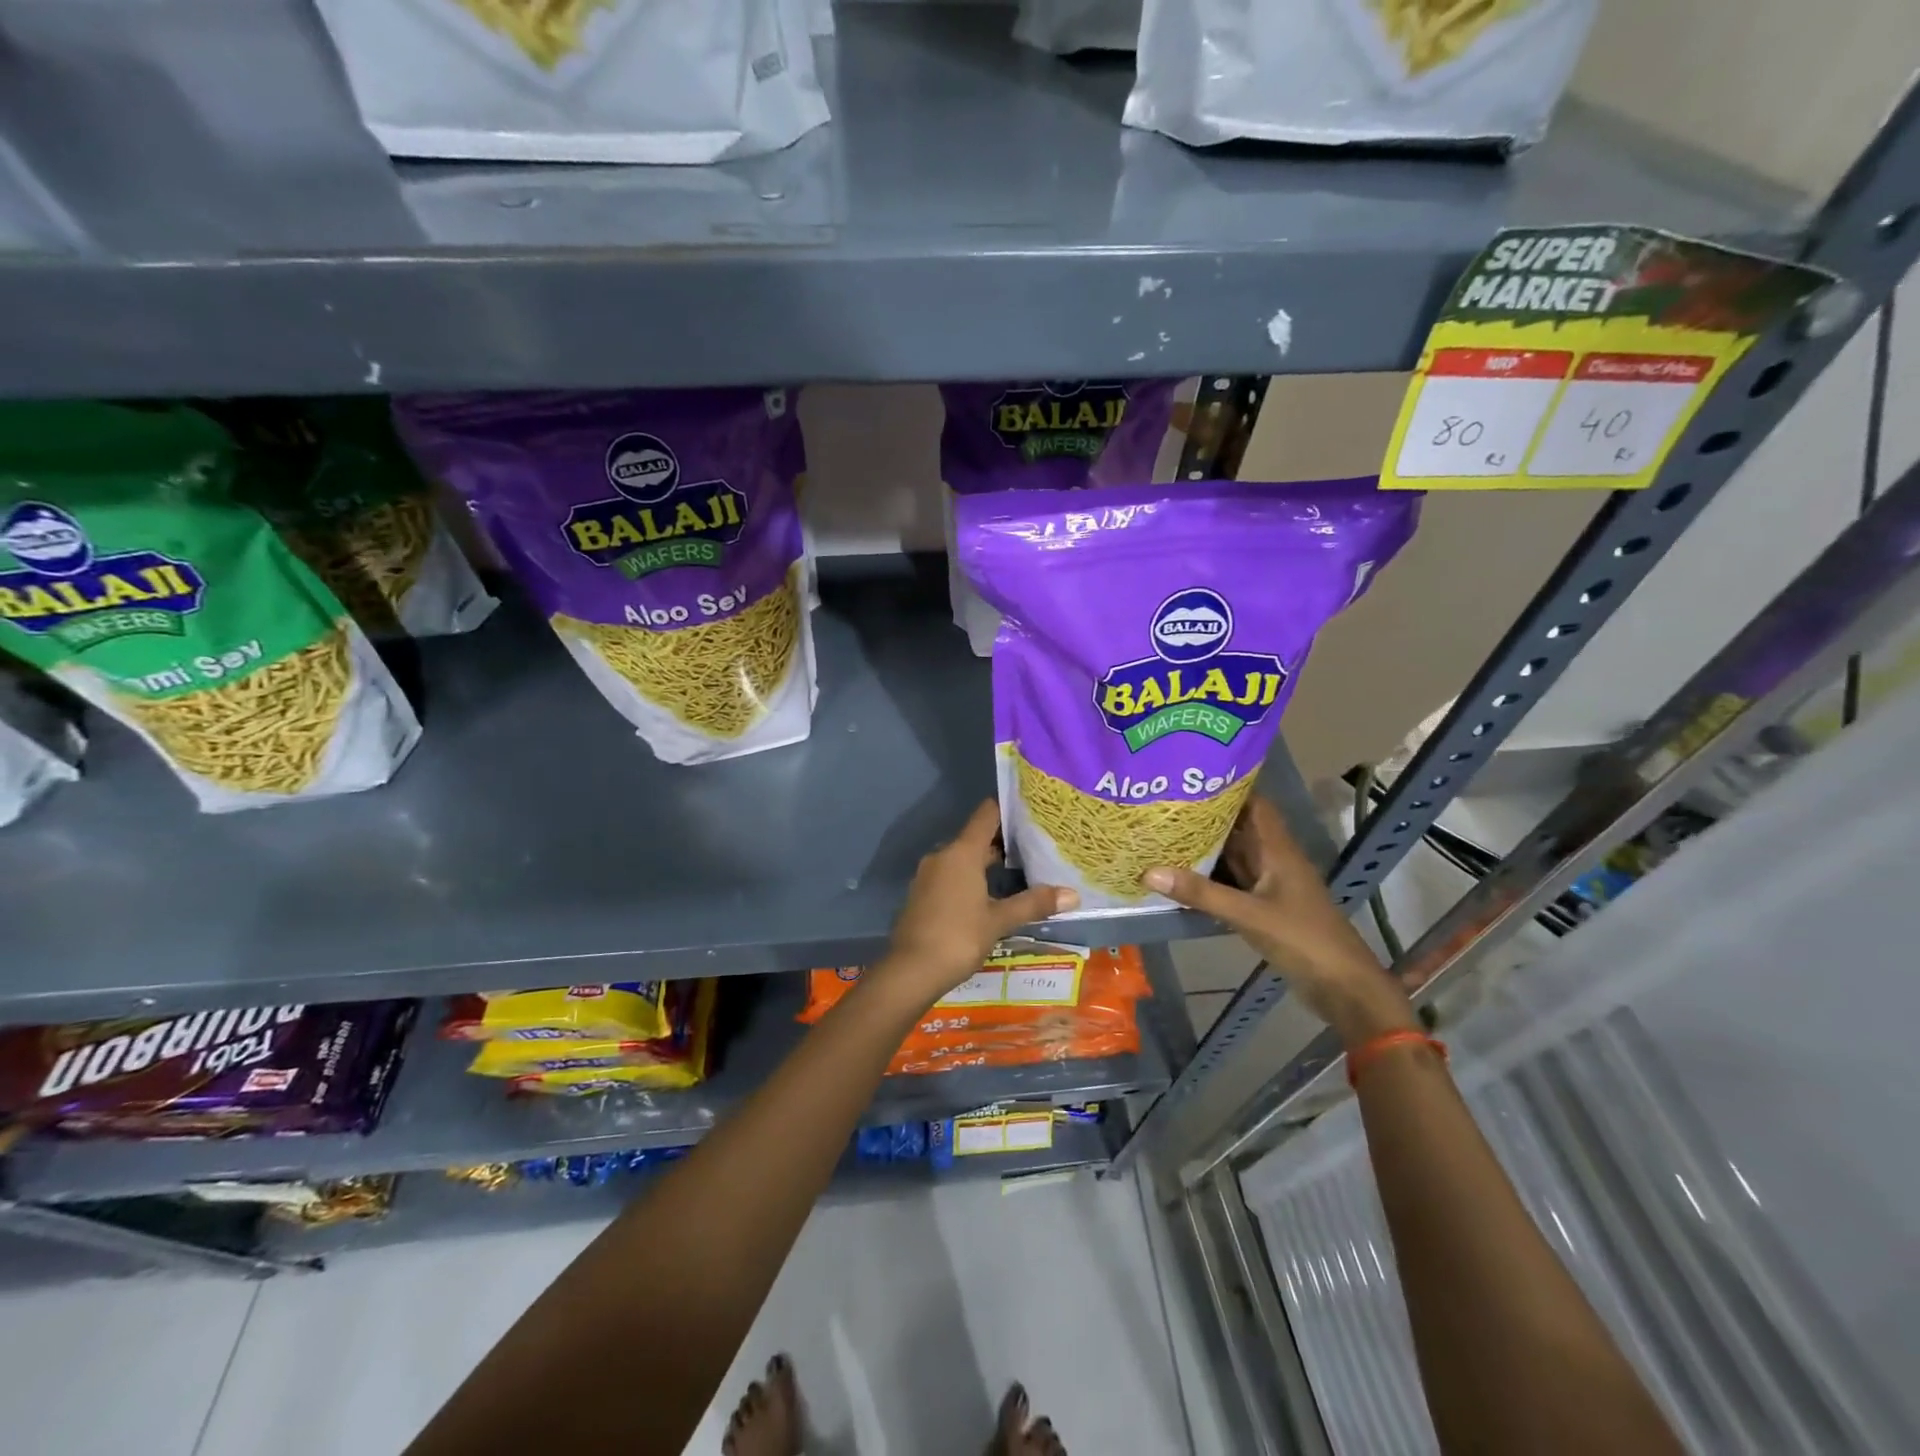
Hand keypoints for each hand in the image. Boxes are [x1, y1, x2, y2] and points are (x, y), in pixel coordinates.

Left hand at [874, 801, 1077, 1010]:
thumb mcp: (999, 921)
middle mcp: (943, 855)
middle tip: (1036, 845)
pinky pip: (951, 875)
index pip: (987, 814)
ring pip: (963, 858)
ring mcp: (929, 875)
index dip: (1009, 808)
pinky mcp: (923, 894)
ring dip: (987, 862)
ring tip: (1020, 870)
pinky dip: (971, 878)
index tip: (1033, 810)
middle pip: (976, 836)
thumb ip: (1034, 903)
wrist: (910, 970)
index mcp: (962, 852)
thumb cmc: (959, 937)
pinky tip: (990, 895)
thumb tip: (1073, 894)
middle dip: (1004, 840)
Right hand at [1142, 797, 1414, 1046]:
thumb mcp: (1249, 915)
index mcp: (1278, 850)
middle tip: (1162, 804)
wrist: (1343, 988)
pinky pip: (1230, 883)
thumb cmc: (1304, 940)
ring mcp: (1269, 886)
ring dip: (1204, 847)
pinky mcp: (1264, 908)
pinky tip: (1179, 875)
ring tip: (1162, 832)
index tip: (1188, 777)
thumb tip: (1148, 871)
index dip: (1227, 787)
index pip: (1254, 804)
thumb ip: (1201, 893)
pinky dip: (1207, 877)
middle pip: (1238, 828)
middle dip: (1205, 816)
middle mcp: (1273, 860)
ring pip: (1233, 856)